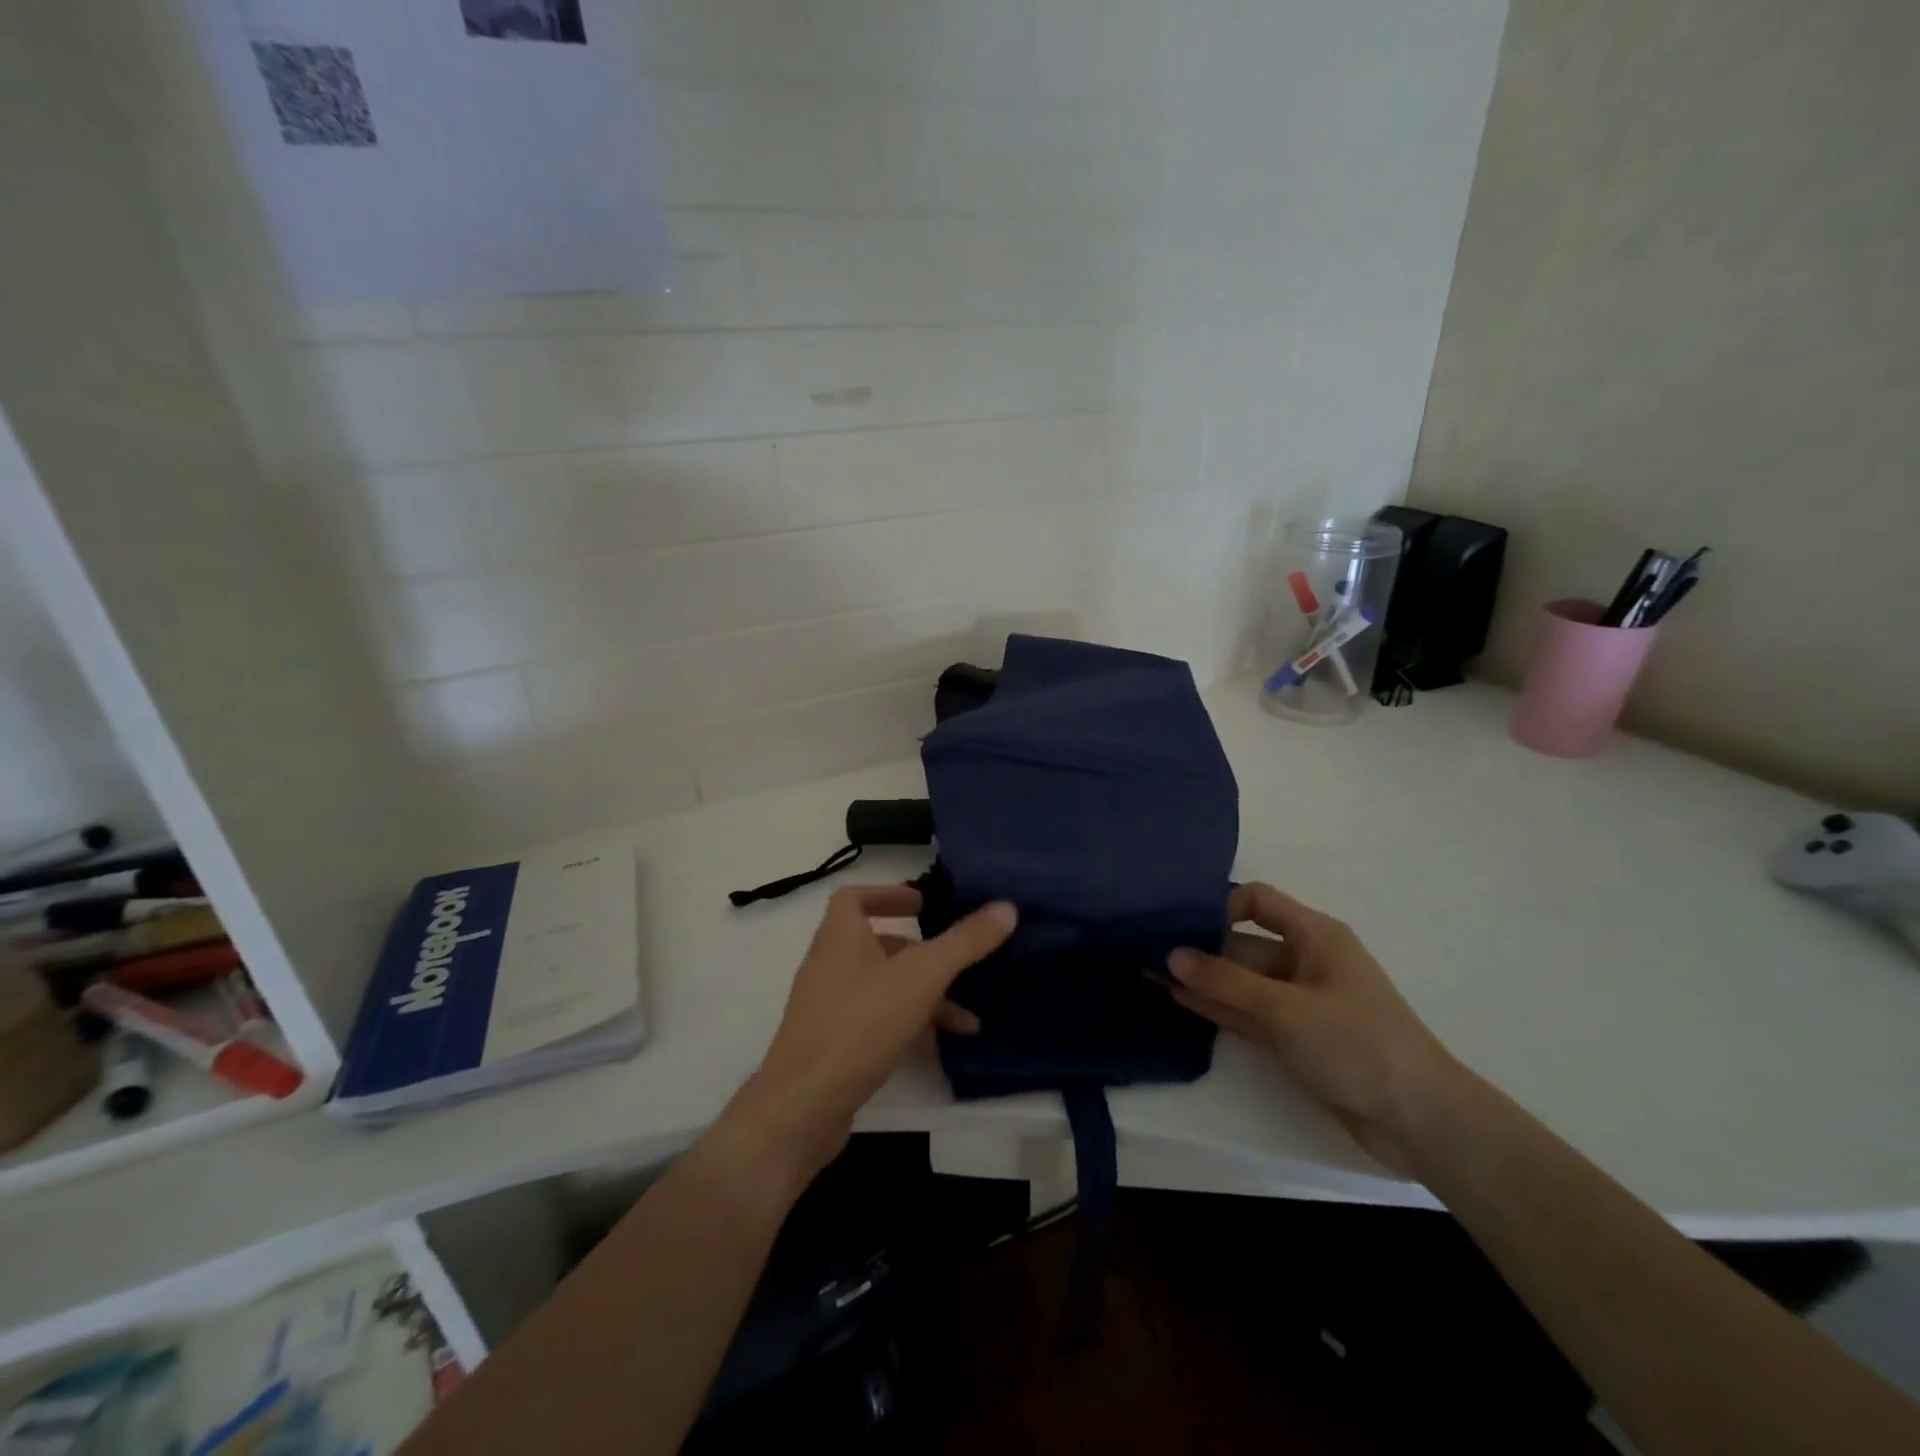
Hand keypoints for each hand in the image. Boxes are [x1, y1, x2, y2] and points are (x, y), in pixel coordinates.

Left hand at [726, 886, 1016, 1183]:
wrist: (803, 1106)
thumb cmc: (860, 1024)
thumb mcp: (922, 977)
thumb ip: (964, 942)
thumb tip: (1006, 907)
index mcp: (840, 936)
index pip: (854, 897)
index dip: (887, 894)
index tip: (922, 904)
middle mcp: (829, 964)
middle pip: (875, 943)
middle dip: (918, 950)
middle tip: (954, 957)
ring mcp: (827, 1006)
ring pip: (881, 985)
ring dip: (922, 994)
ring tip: (967, 1016)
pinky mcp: (831, 1043)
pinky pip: (875, 1019)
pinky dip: (907, 1023)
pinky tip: (941, 1045)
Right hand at [1169, 883, 1456, 1171]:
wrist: (1420, 1121)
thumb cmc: (1357, 1044)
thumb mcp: (1285, 1008)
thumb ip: (1225, 981)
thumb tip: (1171, 955)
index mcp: (1315, 936)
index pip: (1257, 901)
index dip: (1219, 905)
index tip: (1180, 920)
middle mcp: (1305, 961)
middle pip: (1243, 943)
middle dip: (1200, 946)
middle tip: (1148, 949)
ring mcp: (1299, 1001)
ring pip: (1241, 981)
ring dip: (1203, 979)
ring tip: (1151, 974)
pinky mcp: (1295, 1037)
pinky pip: (1248, 1012)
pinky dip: (1218, 1006)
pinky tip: (1179, 1000)